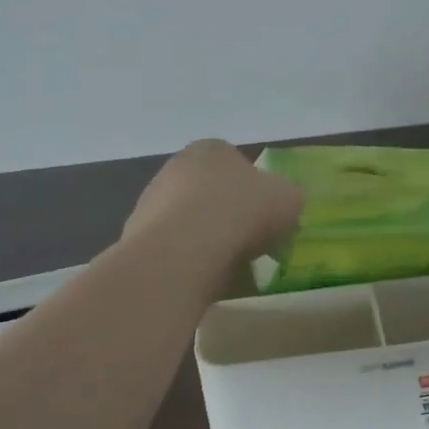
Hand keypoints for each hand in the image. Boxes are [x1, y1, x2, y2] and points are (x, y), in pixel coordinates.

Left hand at [125, 140, 304, 261]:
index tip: (268, 217)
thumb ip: (291, 197)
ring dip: (208, 240)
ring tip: (230, 267)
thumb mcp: (289, 198)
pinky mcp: (137, 239)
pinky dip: (189, 262)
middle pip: (212, 193)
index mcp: (211, 149)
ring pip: (191, 223)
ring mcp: (151, 202)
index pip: (237, 164)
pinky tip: (204, 279)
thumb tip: (288, 203)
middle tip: (252, 244)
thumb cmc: (240, 211)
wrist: (181, 251)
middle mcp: (176, 167)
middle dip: (230, 216)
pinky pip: (175, 250)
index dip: (256, 191)